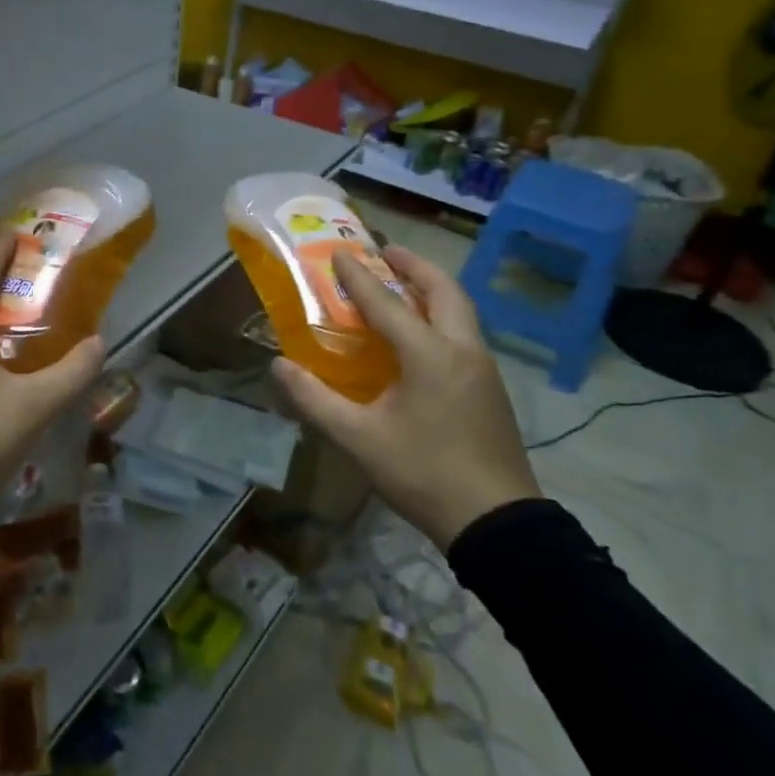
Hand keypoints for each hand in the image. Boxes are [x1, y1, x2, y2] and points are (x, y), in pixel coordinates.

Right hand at [271, 246, 539, 550]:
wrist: (496, 523)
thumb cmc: (423, 473)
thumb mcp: (358, 439)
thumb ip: (315, 399)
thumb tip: (278, 366)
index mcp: (430, 354)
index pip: (387, 303)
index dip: (359, 277)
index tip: (340, 252)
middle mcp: (462, 350)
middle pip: (444, 291)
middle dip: (415, 266)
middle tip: (386, 253)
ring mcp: (483, 369)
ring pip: (461, 311)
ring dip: (432, 289)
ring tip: (403, 285)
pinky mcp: (491, 389)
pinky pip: (464, 334)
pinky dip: (442, 315)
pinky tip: (422, 335)